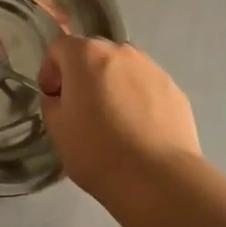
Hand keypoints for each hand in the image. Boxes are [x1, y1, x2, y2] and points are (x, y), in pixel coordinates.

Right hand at [38, 38, 200, 196]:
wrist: (158, 179)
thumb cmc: (98, 151)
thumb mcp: (57, 129)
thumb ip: (53, 103)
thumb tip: (62, 97)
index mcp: (87, 54)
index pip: (59, 47)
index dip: (51, 70)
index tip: (53, 97)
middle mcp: (121, 51)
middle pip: (94, 53)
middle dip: (83, 74)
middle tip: (82, 108)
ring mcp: (152, 68)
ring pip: (123, 68)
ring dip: (112, 84)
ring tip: (115, 119)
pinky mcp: (175, 89)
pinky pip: (147, 86)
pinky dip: (138, 99)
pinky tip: (139, 130)